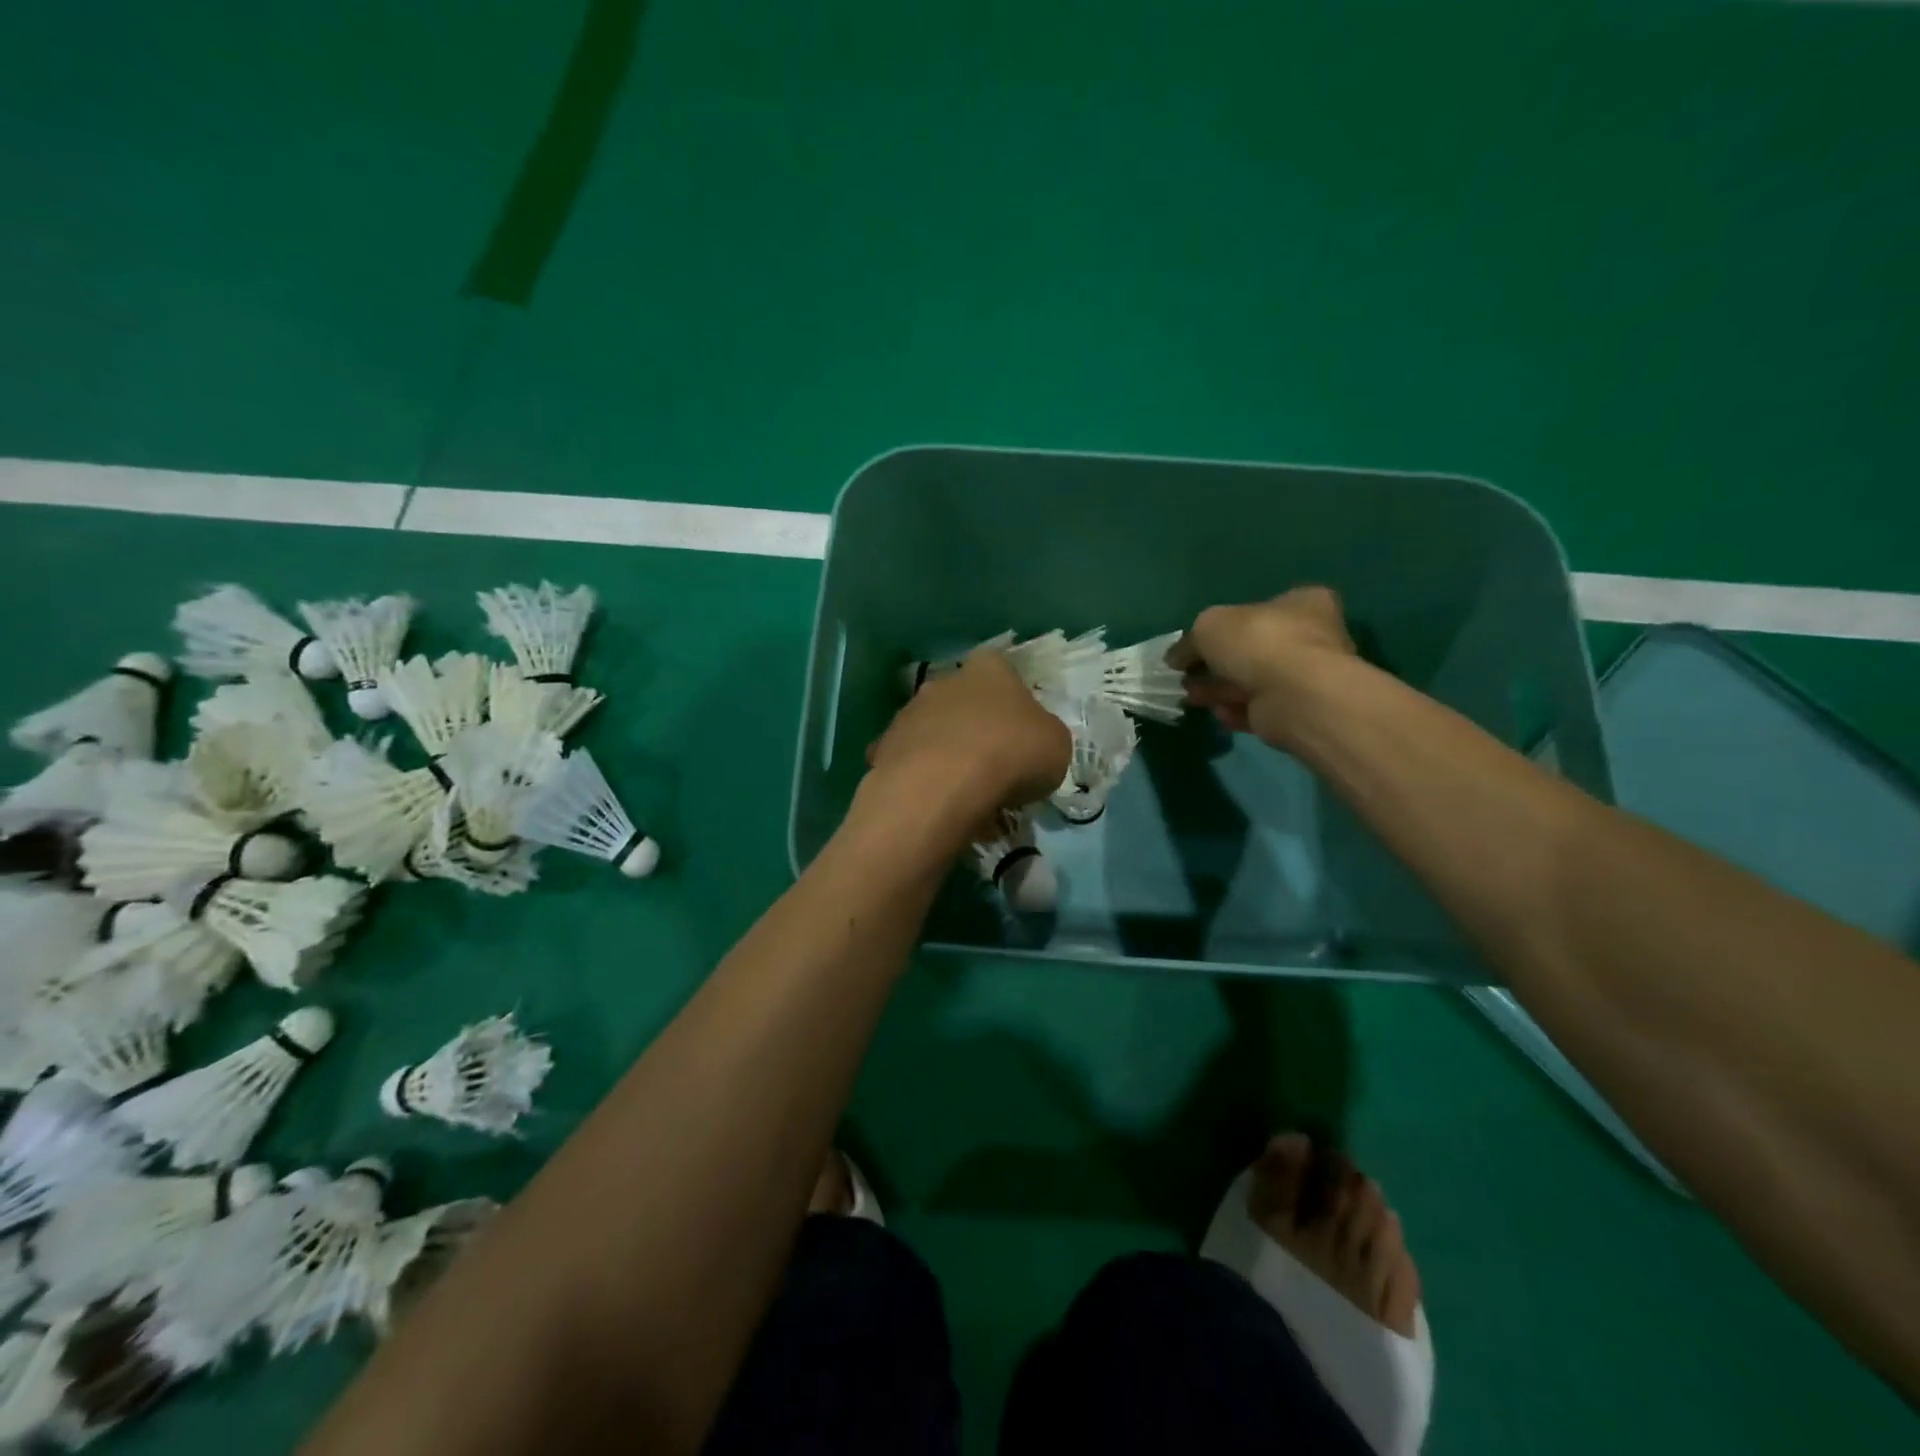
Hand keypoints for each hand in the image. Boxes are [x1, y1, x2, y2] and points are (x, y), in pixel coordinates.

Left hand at [864, 650, 1071, 836]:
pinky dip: (922, 781)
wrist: (944, 784)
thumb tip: (1032, 744)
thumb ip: (1043, 736)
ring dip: (946, 756)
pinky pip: (910, 764)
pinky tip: (936, 806)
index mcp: (990, 669)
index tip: (1021, 737)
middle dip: (976, 730)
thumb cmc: (1012, 754)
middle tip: (994, 770)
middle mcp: (944, 681)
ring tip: (964, 796)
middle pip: (964, 702)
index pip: (1003, 673)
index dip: (1013, 705)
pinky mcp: (884, 747)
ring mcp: (908, 713)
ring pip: (934, 732)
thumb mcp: (1056, 746)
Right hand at [1170, 586, 1357, 746]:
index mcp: (1303, 603)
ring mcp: (1306, 677)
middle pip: (1253, 648)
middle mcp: (1311, 637)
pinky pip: (1259, 708)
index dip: (1227, 623)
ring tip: (1191, 696)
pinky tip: (1218, 713)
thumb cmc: (1258, 642)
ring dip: (1220, 689)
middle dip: (1217, 663)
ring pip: (1253, 680)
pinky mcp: (1297, 710)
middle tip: (1188, 674)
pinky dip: (1236, 711)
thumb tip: (1175, 658)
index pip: (1263, 607)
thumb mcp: (1208, 627)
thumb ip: (1189, 641)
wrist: (1295, 695)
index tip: (1200, 641)